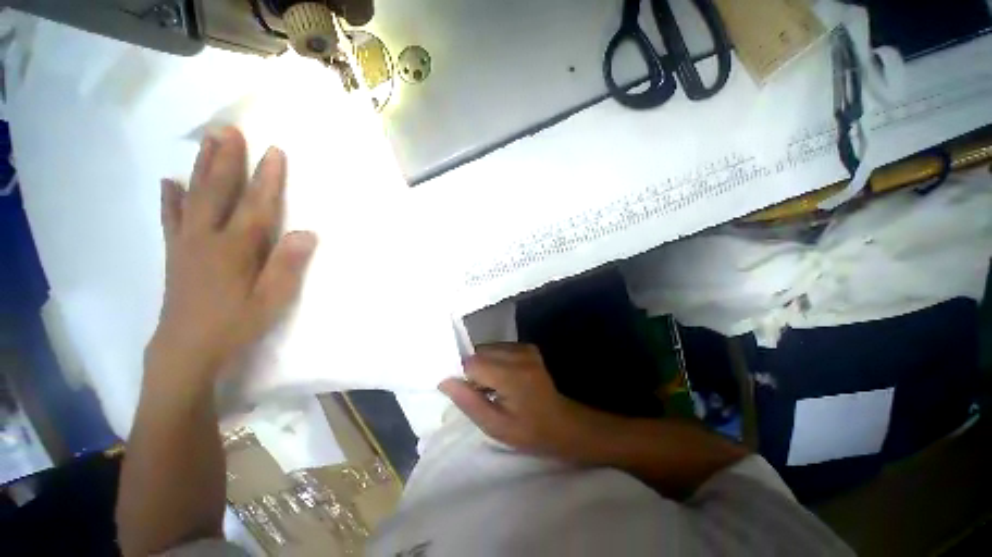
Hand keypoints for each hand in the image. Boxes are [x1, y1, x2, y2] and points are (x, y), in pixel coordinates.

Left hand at [148, 127, 316, 382]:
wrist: (187, 349)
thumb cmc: (235, 324)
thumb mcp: (272, 300)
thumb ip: (287, 265)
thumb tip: (307, 233)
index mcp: (235, 249)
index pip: (256, 206)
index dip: (267, 179)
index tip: (274, 151)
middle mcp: (207, 237)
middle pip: (218, 192)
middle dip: (226, 160)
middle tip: (230, 131)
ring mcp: (187, 243)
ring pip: (193, 197)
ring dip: (201, 168)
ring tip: (207, 143)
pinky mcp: (175, 252)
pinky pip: (171, 218)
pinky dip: (171, 198)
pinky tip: (170, 182)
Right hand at [439, 344, 608, 460]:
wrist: (561, 422)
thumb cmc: (528, 431)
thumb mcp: (495, 426)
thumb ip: (468, 402)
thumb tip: (445, 381)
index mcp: (512, 375)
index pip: (473, 363)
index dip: (466, 378)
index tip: (472, 394)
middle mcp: (519, 354)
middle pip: (480, 352)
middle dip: (474, 370)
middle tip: (484, 392)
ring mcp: (525, 348)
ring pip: (488, 349)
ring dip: (484, 365)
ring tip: (494, 386)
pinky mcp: (528, 347)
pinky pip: (500, 348)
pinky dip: (495, 361)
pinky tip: (504, 378)